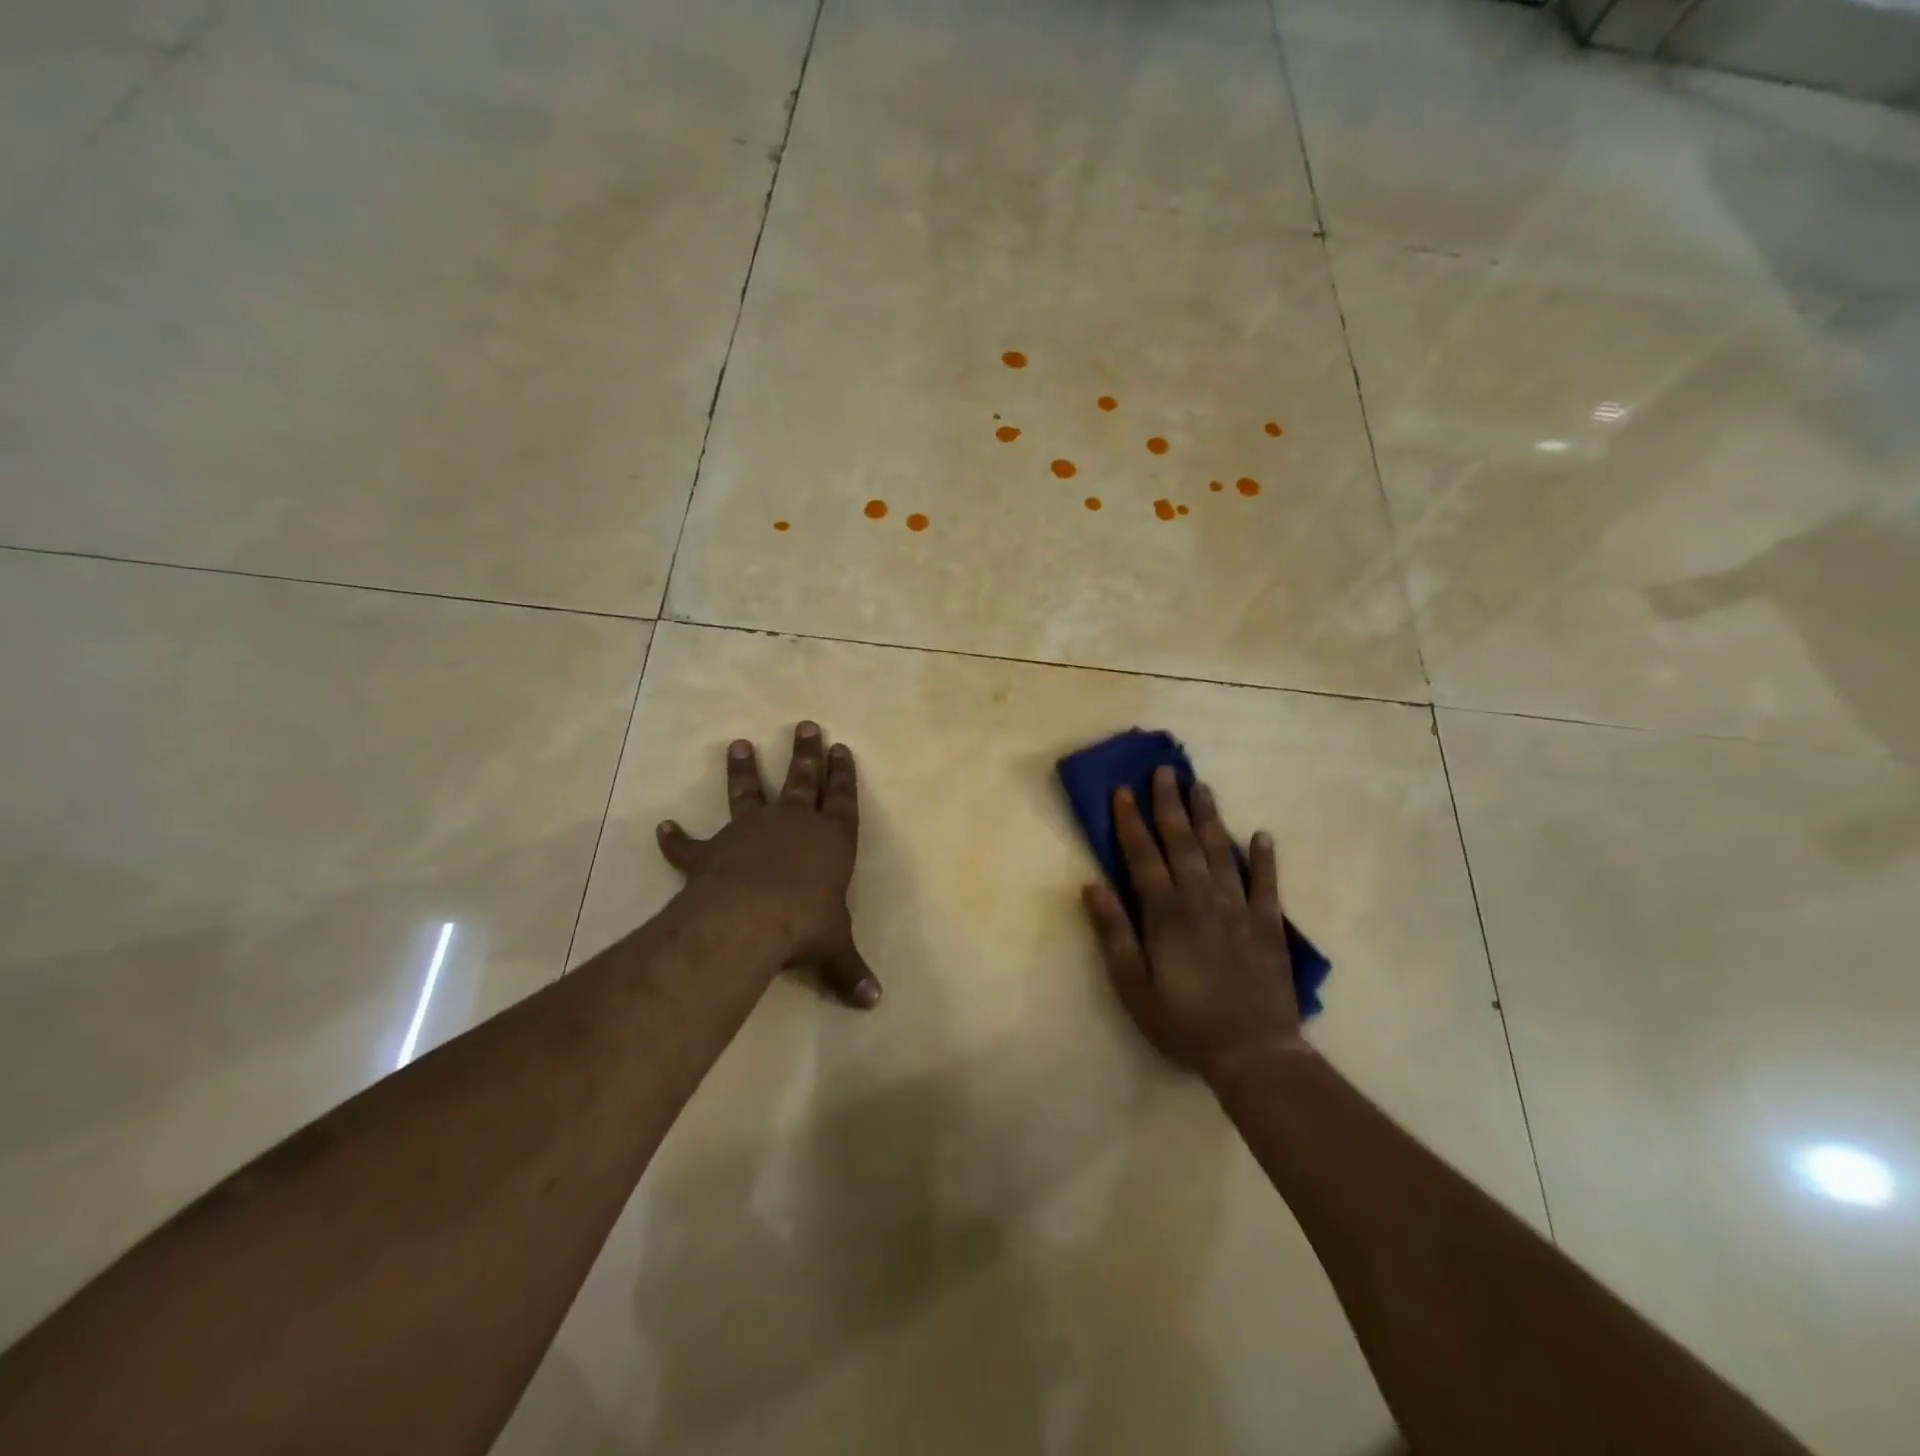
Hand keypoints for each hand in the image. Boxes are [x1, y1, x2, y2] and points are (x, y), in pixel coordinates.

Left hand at [657, 722, 880, 1008]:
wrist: (750, 918)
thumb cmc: (806, 924)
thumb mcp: (835, 947)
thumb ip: (850, 970)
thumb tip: (875, 1002)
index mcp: (830, 839)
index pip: (841, 798)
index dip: (843, 774)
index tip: (841, 747)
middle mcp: (792, 824)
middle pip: (801, 780)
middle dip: (805, 754)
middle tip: (806, 725)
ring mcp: (750, 831)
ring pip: (748, 792)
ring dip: (743, 770)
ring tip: (737, 744)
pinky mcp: (713, 850)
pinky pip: (691, 842)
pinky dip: (677, 836)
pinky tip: (664, 827)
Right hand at [1083, 766, 1300, 1079]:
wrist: (1252, 1052)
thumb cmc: (1183, 1021)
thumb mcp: (1132, 985)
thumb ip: (1113, 932)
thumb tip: (1092, 884)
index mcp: (1165, 912)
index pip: (1142, 856)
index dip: (1130, 821)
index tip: (1123, 790)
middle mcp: (1201, 898)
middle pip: (1182, 842)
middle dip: (1169, 804)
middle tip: (1165, 770)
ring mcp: (1238, 908)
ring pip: (1221, 851)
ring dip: (1209, 817)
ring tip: (1201, 787)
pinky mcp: (1268, 925)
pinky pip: (1267, 883)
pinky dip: (1265, 858)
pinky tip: (1261, 835)